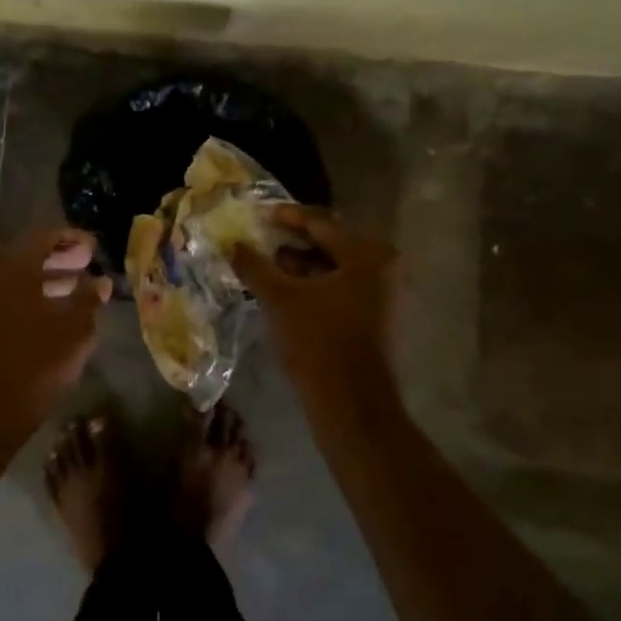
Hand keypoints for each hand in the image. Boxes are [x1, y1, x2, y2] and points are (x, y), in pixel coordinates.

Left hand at [0, 228, 110, 437]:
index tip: (93, 247)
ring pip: (16, 280)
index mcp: (16, 269)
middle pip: (27, 256)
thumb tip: (101, 280)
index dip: (71, 238)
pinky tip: (49, 317)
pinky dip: (29, 299)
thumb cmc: (35, 365)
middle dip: (59, 258)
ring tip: (74, 291)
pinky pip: (5, 299)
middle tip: (86, 264)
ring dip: (45, 280)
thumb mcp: (74, 332)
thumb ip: (89, 300)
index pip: (44, 237)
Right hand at [232, 207, 399, 388]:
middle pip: (332, 243)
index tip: (259, 214)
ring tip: (269, 266)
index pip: (321, 223)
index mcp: (368, 254)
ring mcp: (387, 294)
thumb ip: (255, 265)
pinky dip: (317, 284)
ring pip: (337, 267)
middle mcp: (386, 267)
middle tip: (262, 238)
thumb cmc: (317, 342)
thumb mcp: (279, 298)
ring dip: (303, 265)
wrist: (352, 406)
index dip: (286, 217)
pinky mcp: (381, 317)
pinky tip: (288, 290)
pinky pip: (345, 287)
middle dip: (294, 242)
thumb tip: (233, 244)